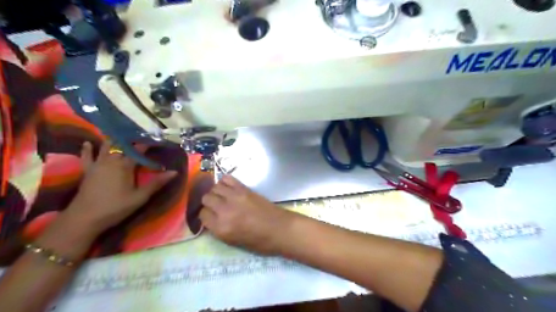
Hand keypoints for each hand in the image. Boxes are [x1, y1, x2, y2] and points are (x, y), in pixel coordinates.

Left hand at [60, 142, 173, 235]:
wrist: (84, 218)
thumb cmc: (116, 207)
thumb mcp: (140, 197)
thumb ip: (157, 183)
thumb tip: (175, 172)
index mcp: (125, 165)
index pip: (139, 150)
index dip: (148, 144)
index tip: (157, 140)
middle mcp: (111, 161)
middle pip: (122, 145)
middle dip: (132, 140)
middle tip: (141, 137)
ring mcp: (97, 164)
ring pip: (106, 147)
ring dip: (114, 141)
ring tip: (121, 135)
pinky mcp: (87, 171)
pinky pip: (87, 156)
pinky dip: (88, 149)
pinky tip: (88, 143)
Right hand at [200, 175, 294, 254]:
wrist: (280, 229)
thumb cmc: (260, 242)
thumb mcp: (234, 242)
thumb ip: (219, 229)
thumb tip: (211, 218)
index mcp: (221, 228)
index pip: (202, 215)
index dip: (205, 216)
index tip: (210, 217)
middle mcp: (225, 210)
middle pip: (206, 198)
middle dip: (208, 203)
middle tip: (216, 206)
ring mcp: (235, 197)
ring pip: (215, 187)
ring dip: (215, 192)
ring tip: (222, 197)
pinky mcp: (245, 189)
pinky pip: (228, 179)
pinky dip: (224, 182)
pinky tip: (228, 188)